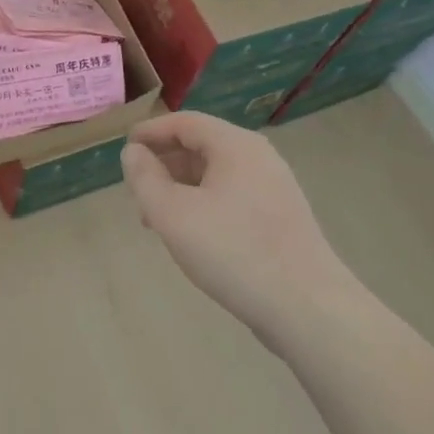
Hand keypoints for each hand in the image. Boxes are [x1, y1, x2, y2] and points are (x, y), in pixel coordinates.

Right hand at [121, 111, 355, 350]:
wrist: (309, 311)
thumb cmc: (233, 251)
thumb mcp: (172, 213)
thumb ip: (144, 178)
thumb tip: (133, 153)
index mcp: (235, 145)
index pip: (184, 122)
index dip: (150, 132)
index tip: (124, 148)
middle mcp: (258, 158)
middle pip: (201, 146)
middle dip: (164, 164)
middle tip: (137, 190)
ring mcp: (274, 189)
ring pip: (216, 175)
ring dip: (181, 188)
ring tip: (157, 219)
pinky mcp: (282, 219)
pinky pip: (232, 197)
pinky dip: (204, 205)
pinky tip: (192, 236)